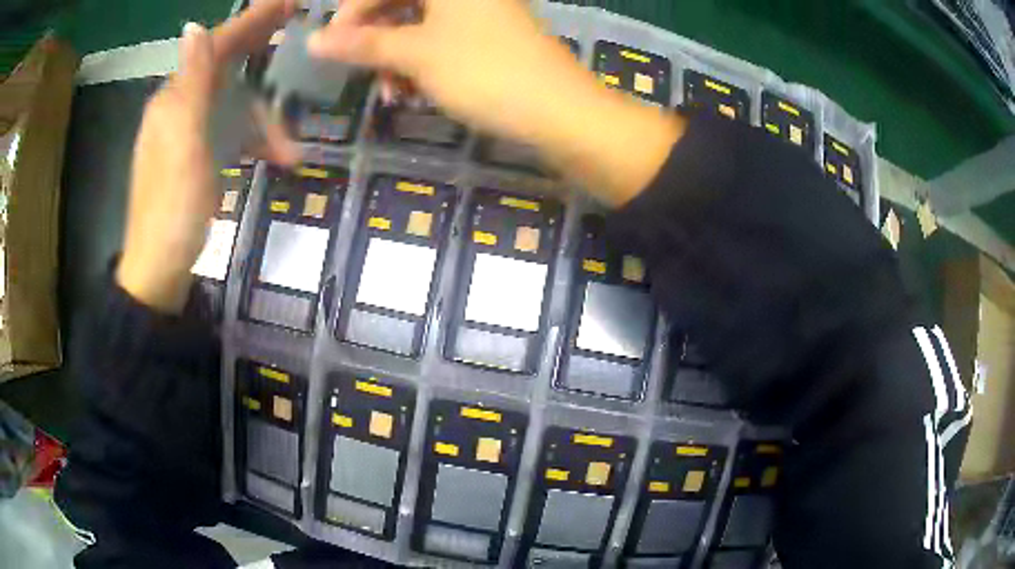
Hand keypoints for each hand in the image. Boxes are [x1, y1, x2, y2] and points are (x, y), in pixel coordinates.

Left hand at [117, 0, 299, 313]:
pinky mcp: (195, 159)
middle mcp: (179, 109)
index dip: (251, 21)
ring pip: (232, 107)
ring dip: (264, 123)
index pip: (216, 46)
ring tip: (291, 153)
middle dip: (261, 56)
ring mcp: (186, 135)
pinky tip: (273, 159)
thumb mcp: (182, 143)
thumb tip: (194, 26)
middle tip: (296, 31)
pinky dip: (252, 142)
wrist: (158, 270)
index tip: (288, 2)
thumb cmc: (172, 209)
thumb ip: (191, 83)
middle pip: (226, 70)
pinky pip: (229, 134)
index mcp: (174, 100)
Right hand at [309, 0, 683, 204]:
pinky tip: (415, 92)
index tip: (331, 41)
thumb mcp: (415, 55)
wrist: (560, 111)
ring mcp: (483, 14)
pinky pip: (445, 41)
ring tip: (392, 93)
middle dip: (377, 37)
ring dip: (399, 57)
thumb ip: (362, 44)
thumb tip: (312, 40)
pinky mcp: (493, 38)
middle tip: (361, 68)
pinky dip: (424, 64)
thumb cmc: (483, 71)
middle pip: (405, 3)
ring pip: (423, 25)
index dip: (354, 10)